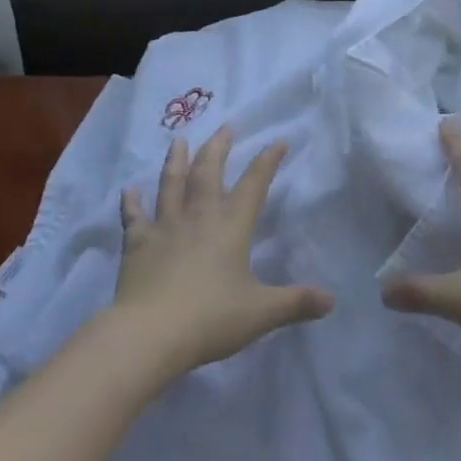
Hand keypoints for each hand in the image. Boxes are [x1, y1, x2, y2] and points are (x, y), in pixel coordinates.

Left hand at [114, 126, 333, 378]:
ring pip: (171, 183)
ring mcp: (165, 226)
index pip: (254, 185)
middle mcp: (199, 216)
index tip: (278, 141)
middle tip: (225, 127)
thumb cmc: (210, 318)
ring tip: (178, 140)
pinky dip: (131, 203)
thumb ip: (295, 303)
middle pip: (208, 172)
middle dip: (219, 147)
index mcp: (231, 226)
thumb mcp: (261, 313)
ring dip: (176, 160)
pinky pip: (134, 217)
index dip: (267, 161)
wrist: (151, 333)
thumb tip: (331, 301)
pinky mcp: (137, 243)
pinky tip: (129, 190)